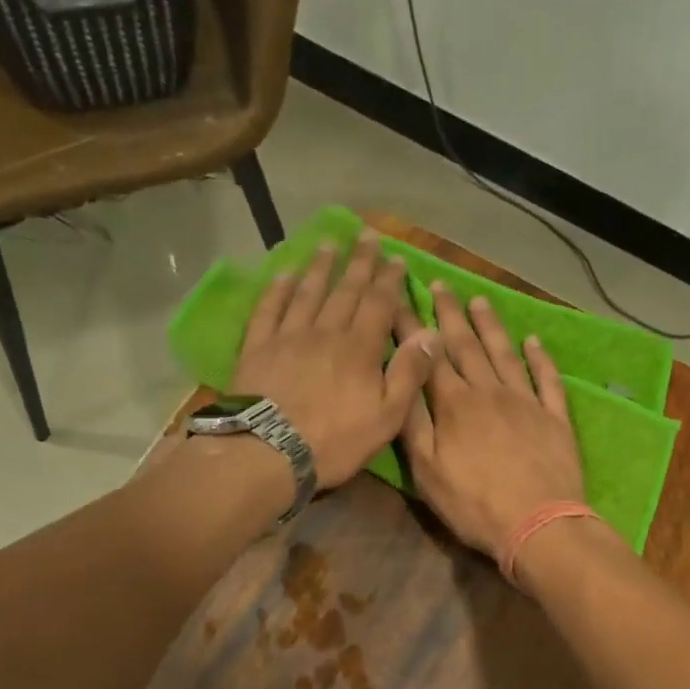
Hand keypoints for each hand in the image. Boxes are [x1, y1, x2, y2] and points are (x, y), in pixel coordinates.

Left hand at [230, 231, 440, 487]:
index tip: (396, 258)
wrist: (269, 451)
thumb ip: (409, 374)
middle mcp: (325, 332)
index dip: (389, 280)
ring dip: (320, 267)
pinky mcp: (258, 347)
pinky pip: (269, 309)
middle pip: (345, 291)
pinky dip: (278, 290)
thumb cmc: (335, 441)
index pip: (379, 304)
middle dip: (359, 263)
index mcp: (360, 349)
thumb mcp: (386, 417)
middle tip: (366, 236)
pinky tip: (284, 275)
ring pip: (307, 293)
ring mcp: (288, 336)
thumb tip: (431, 333)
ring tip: (329, 244)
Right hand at [398, 283, 585, 557]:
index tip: (398, 297)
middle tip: (440, 284)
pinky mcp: (555, 418)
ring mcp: (526, 402)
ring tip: (480, 299)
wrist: (540, 524)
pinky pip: (547, 379)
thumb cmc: (475, 505)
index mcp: (455, 405)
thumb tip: (402, 380)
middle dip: (450, 314)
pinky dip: (541, 358)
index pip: (428, 357)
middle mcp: (490, 392)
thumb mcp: (428, 473)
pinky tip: (534, 341)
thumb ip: (414, 425)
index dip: (411, 326)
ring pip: (505, 354)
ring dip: (491, 326)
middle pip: (467, 346)